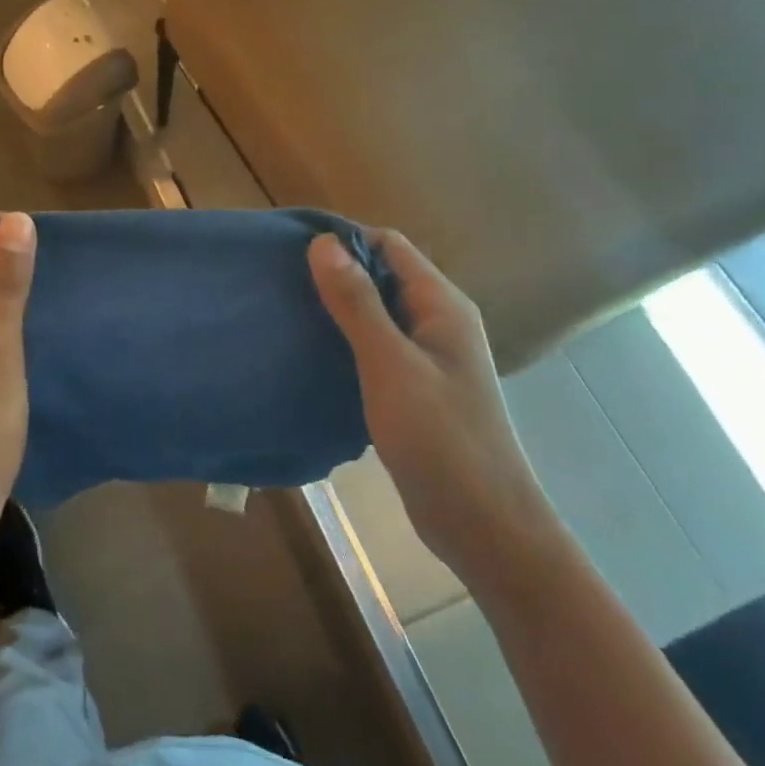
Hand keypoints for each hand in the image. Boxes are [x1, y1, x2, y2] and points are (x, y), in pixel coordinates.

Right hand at [308, 229, 568, 599]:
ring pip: (377, 314)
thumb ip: (356, 303)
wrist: (483, 525)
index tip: (291, 249)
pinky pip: (376, 347)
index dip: (344, 240)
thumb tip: (323, 242)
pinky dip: (346, 342)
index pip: (389, 246)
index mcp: (442, 305)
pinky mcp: (417, 388)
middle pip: (383, 276)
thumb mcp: (390, 364)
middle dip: (336, 273)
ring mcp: (430, 357)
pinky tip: (312, 352)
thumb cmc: (440, 438)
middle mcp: (439, 322)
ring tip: (287, 311)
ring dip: (338, 309)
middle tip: (280, 281)